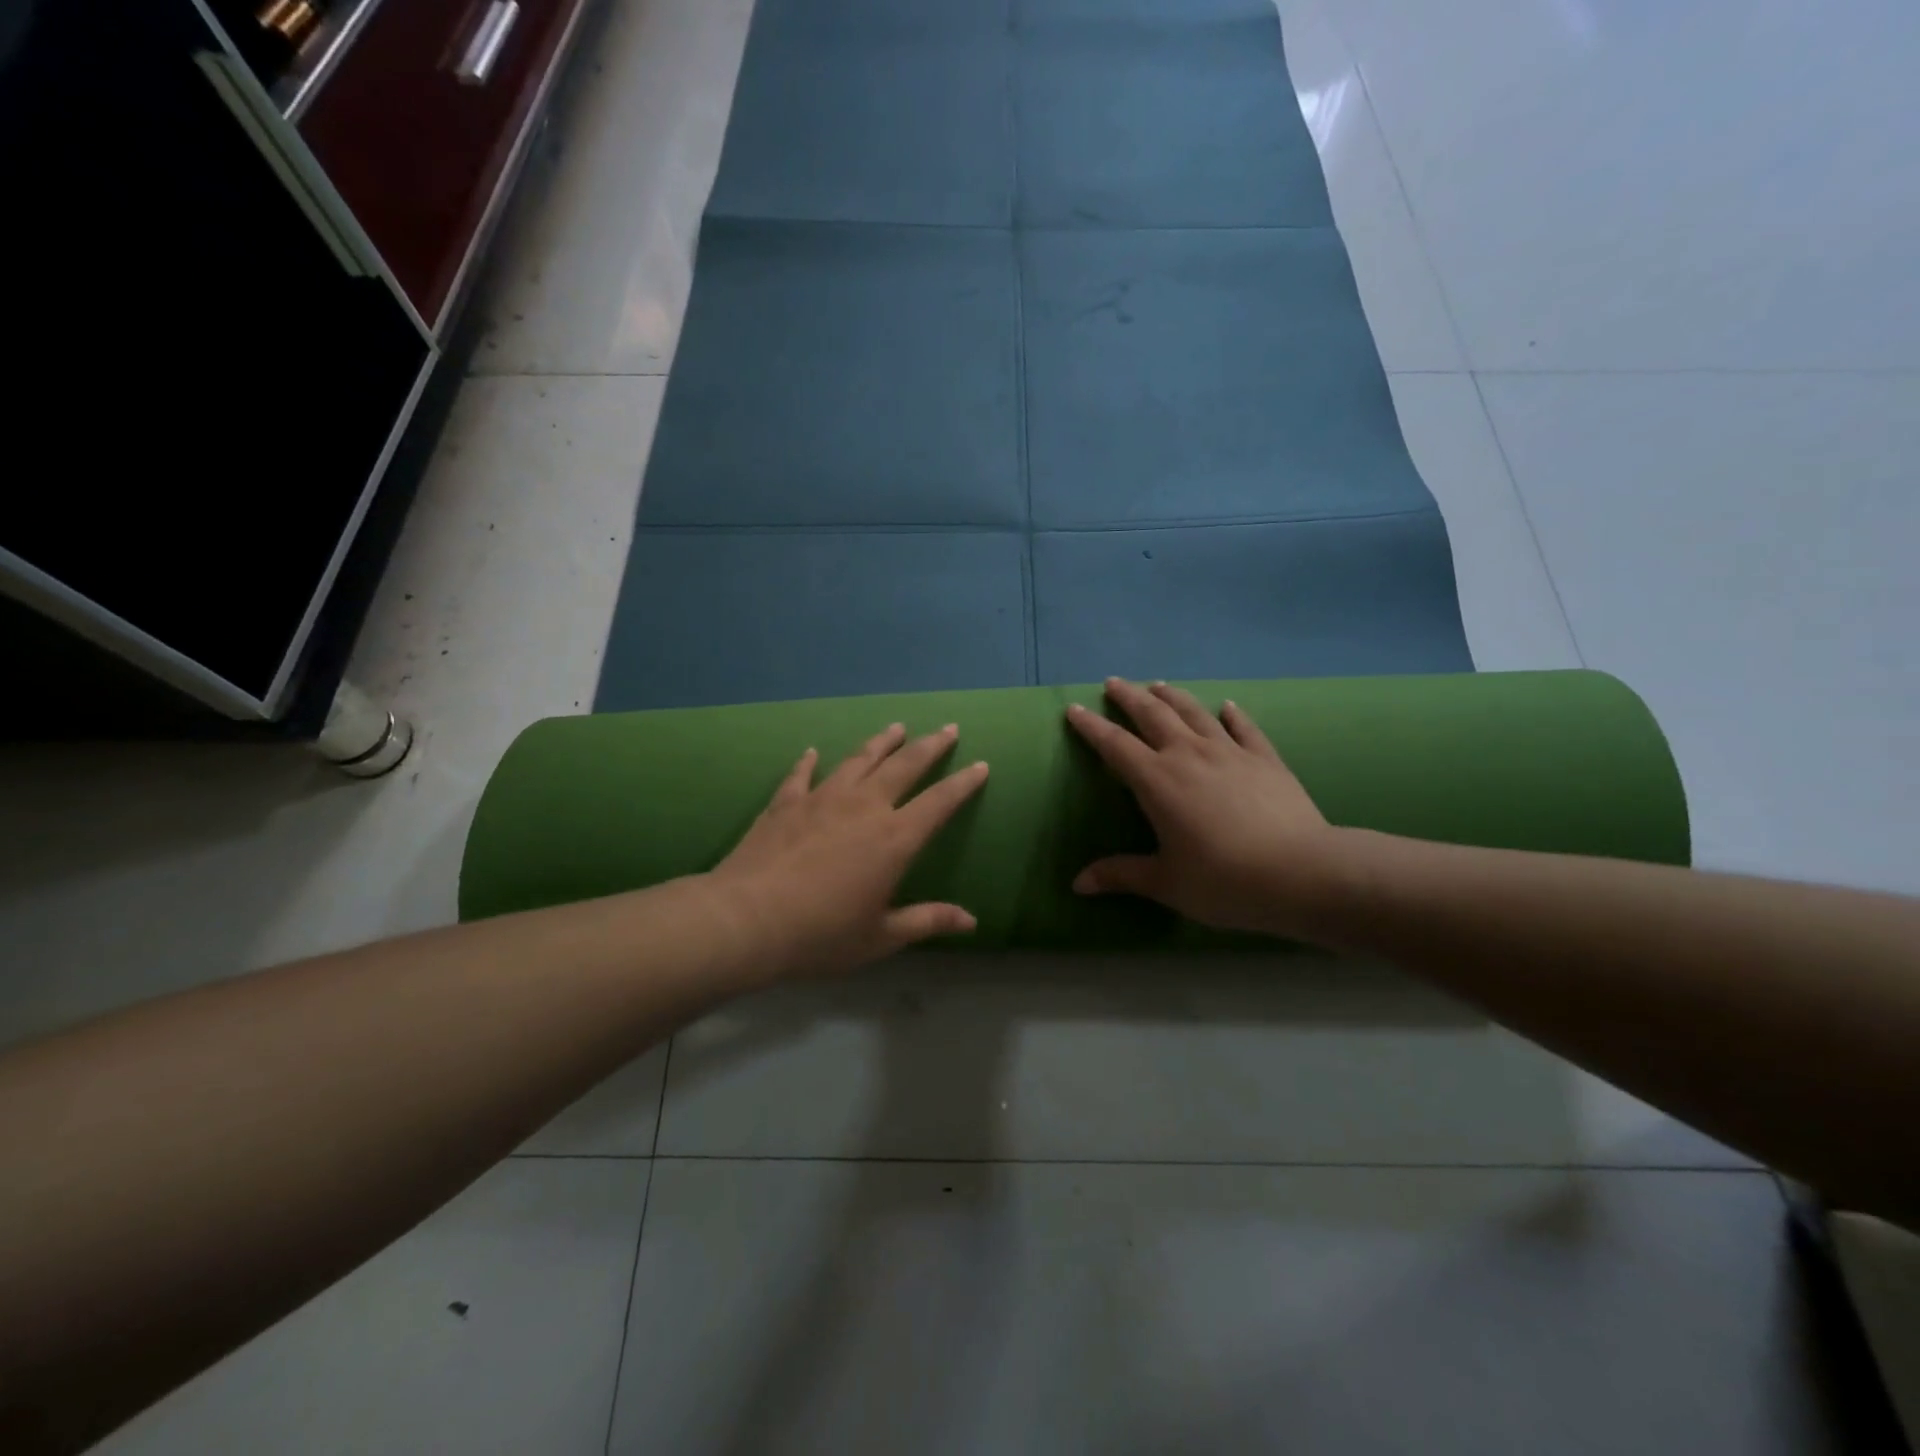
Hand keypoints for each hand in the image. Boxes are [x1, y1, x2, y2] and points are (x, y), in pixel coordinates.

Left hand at [709, 722, 989, 979]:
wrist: (747, 920)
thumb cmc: (821, 935)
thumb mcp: (881, 937)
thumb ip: (927, 921)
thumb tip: (971, 921)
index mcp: (894, 838)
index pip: (940, 802)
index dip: (963, 783)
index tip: (980, 765)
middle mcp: (864, 806)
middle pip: (905, 766)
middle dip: (930, 746)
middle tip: (947, 728)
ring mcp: (823, 798)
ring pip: (859, 759)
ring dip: (881, 742)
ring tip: (896, 728)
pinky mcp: (786, 802)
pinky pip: (802, 774)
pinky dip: (809, 761)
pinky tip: (811, 751)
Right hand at [1066, 679, 1351, 939]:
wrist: (1302, 873)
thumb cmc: (1224, 880)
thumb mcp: (1166, 883)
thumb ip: (1120, 875)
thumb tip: (1077, 884)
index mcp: (1157, 781)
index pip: (1114, 745)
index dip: (1091, 726)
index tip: (1073, 709)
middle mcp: (1189, 755)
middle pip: (1153, 714)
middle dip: (1129, 697)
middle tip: (1113, 683)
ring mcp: (1230, 752)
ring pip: (1194, 712)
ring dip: (1172, 696)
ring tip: (1158, 684)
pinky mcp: (1265, 758)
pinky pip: (1244, 728)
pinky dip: (1232, 714)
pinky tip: (1228, 706)